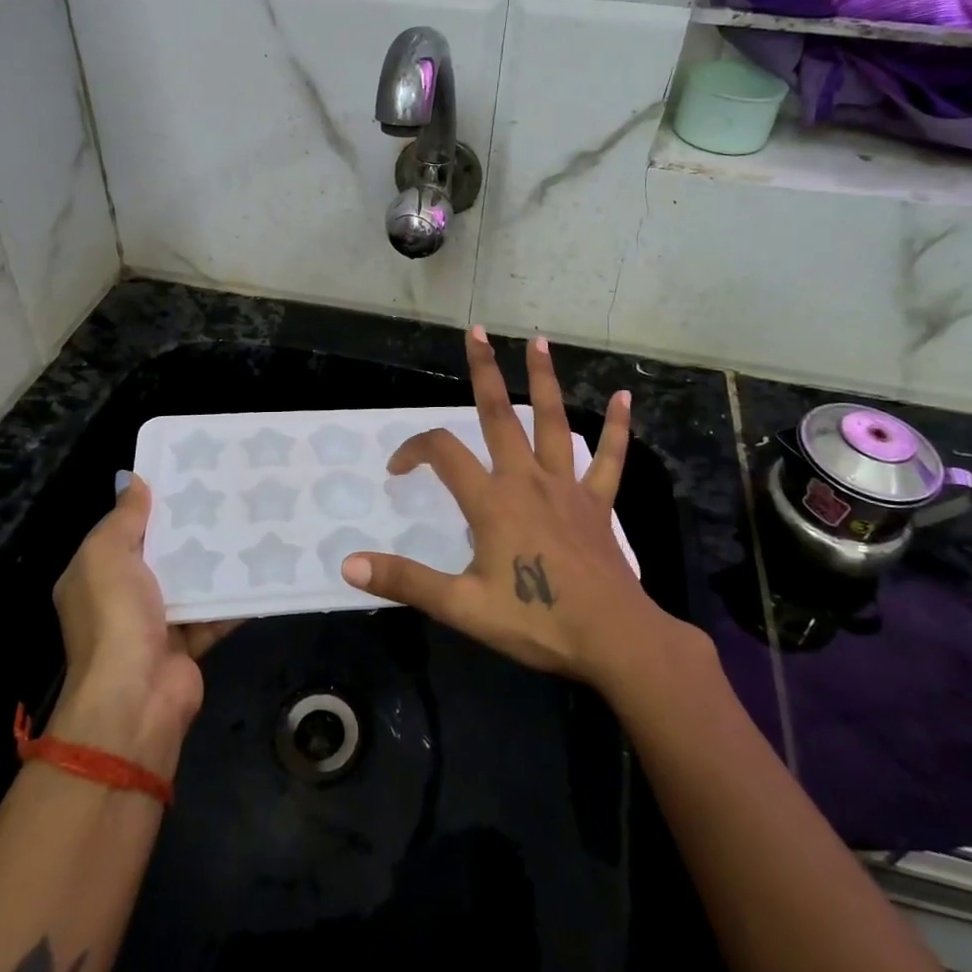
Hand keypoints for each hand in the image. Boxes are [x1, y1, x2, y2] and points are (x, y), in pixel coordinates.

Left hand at [48, 474, 237, 774]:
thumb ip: (123, 519)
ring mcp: (158, 621)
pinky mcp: (190, 642)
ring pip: (193, 580)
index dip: (153, 504)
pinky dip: (236, 596)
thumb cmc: (114, 618)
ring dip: (217, 559)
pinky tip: (263, 567)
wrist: (135, 700)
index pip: (125, 529)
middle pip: (163, 553)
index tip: (188, 474)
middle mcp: (124, 596)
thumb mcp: (106, 556)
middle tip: (230, 493)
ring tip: (252, 521)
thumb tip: (136, 480)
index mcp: (96, 574)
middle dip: (192, 528)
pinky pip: (216, 611)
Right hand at [340, 327, 660, 687]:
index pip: (443, 454)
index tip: (398, 469)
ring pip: (552, 423)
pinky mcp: (596, 504)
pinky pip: (609, 459)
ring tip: (539, 341)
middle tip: (478, 331)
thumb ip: (406, 581)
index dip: (414, 449)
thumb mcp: (462, 606)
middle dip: (484, 372)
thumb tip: (348, 565)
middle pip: (500, 415)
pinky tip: (623, 397)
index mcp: (492, 501)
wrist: (613, 639)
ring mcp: (566, 488)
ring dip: (544, 380)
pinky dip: (616, 428)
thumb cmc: (536, 621)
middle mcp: (527, 480)